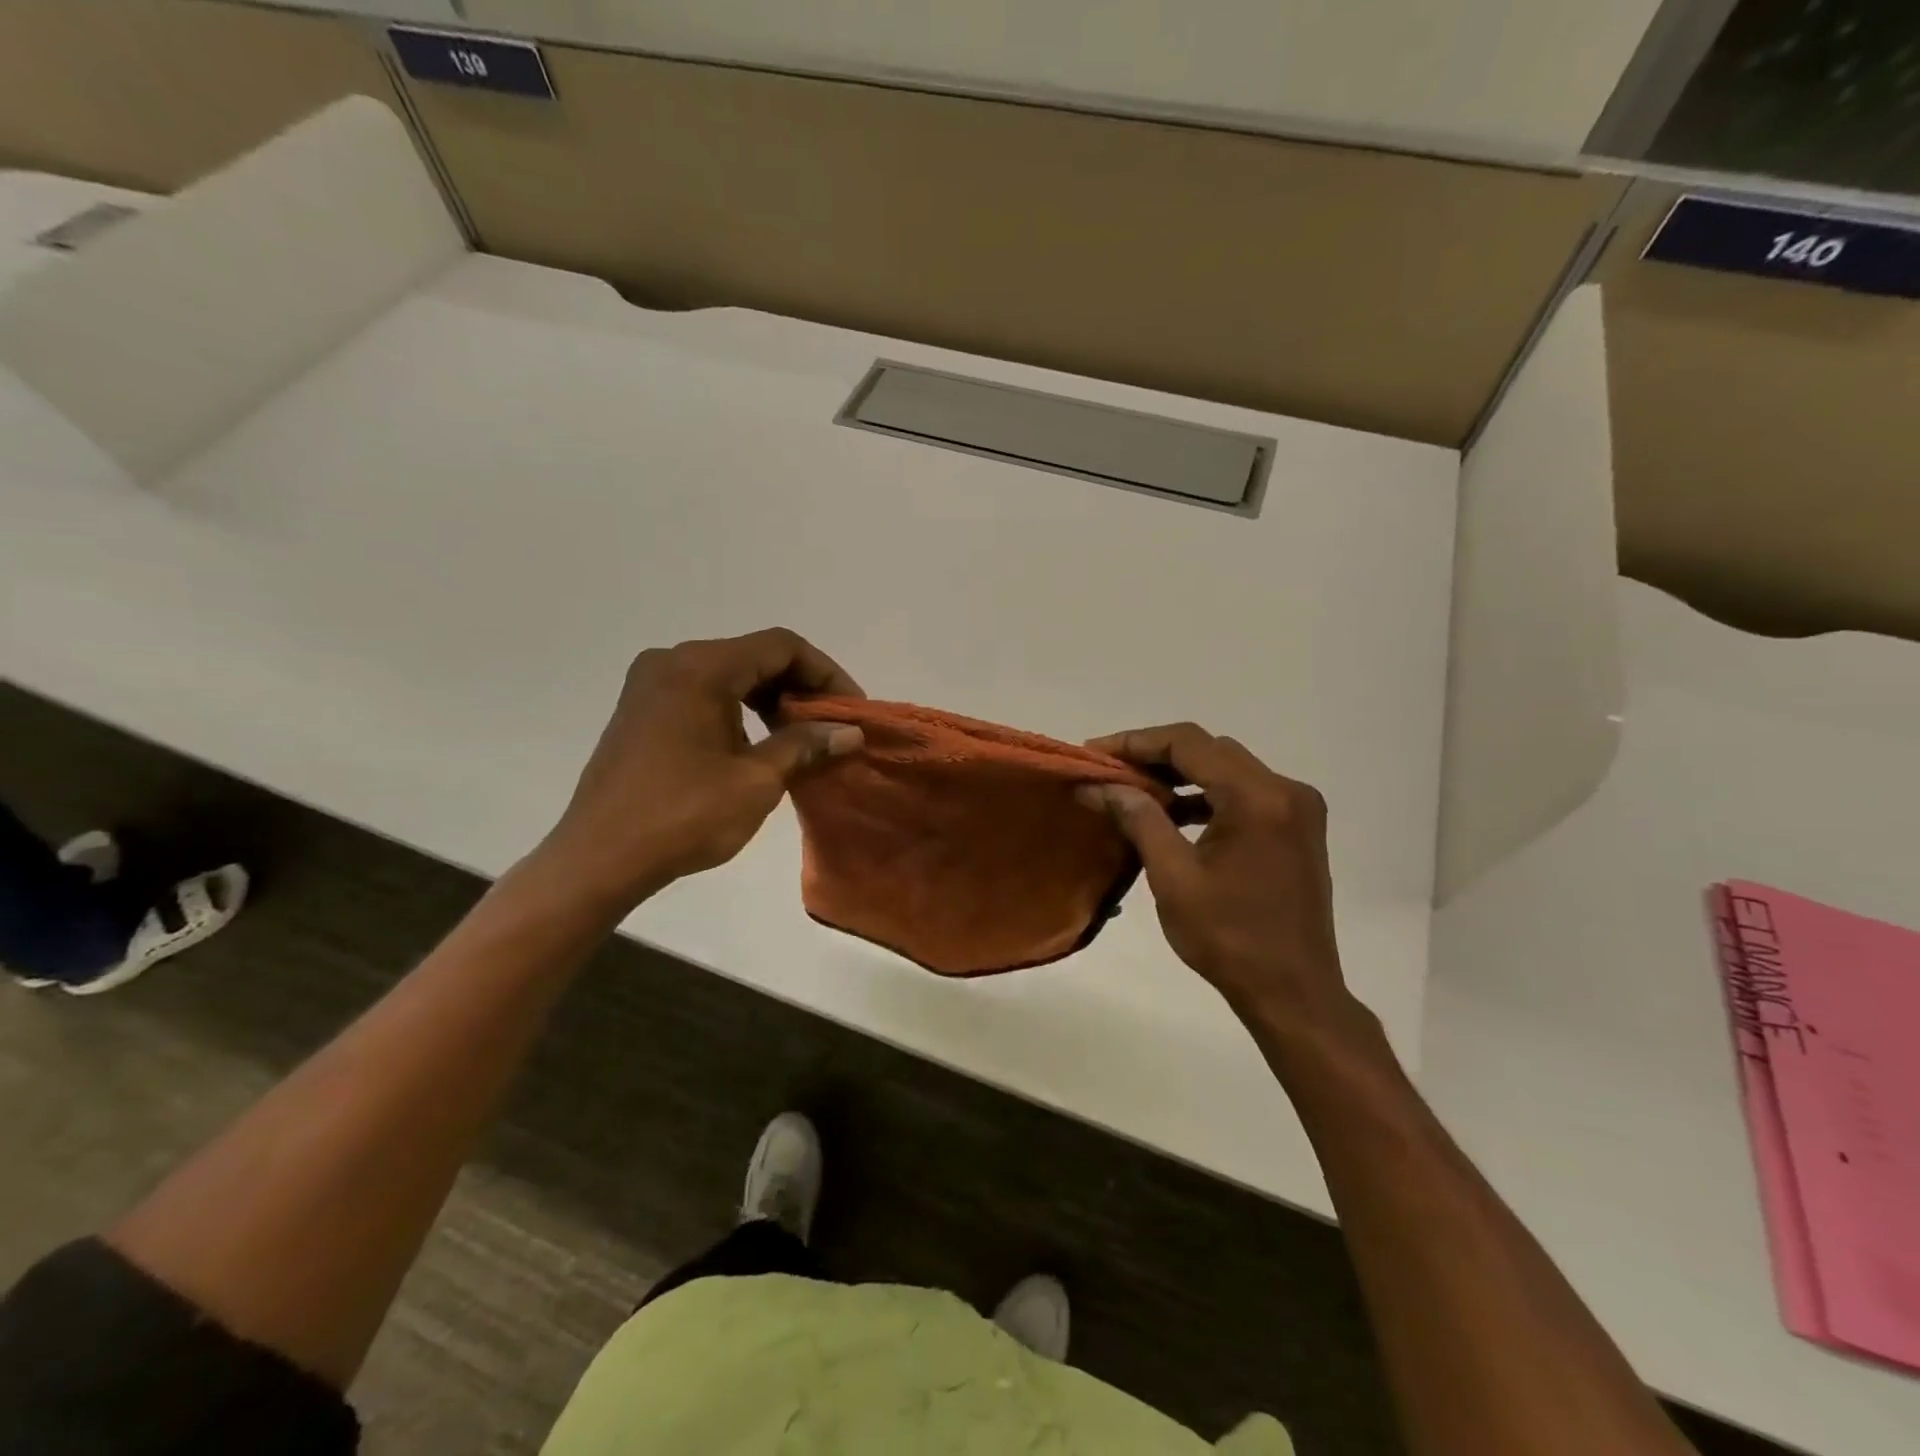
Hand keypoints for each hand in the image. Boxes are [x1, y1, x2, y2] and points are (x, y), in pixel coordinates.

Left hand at [535, 629, 863, 909]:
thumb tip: (850, 732)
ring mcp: (651, 684)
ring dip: (771, 700)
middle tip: (831, 727)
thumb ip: (806, 746)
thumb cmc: (683, 816)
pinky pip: (703, 693)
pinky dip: (739, 710)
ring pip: (730, 675)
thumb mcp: (757, 781)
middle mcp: (672, 661)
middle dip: (800, 688)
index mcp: (701, 668)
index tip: (851, 710)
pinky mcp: (641, 710)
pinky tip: (757, 745)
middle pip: (755, 656)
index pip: (782, 646)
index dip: (826, 673)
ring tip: (801, 739)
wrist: (599, 858)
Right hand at [1079, 723, 1353, 1028]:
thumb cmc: (1229, 938)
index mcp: (1257, 798)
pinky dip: (1206, 795)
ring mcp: (1297, 808)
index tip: (1094, 754)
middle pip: (1210, 750)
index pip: (1188, 743)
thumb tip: (1098, 785)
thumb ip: (1137, 819)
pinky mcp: (1297, 828)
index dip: (1136, 742)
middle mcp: (1285, 790)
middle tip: (1109, 771)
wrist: (1294, 993)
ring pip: (1227, 768)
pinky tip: (1172, 814)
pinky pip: (1244, 792)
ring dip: (1180, 774)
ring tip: (1133, 790)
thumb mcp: (1173, 877)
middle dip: (1155, 755)